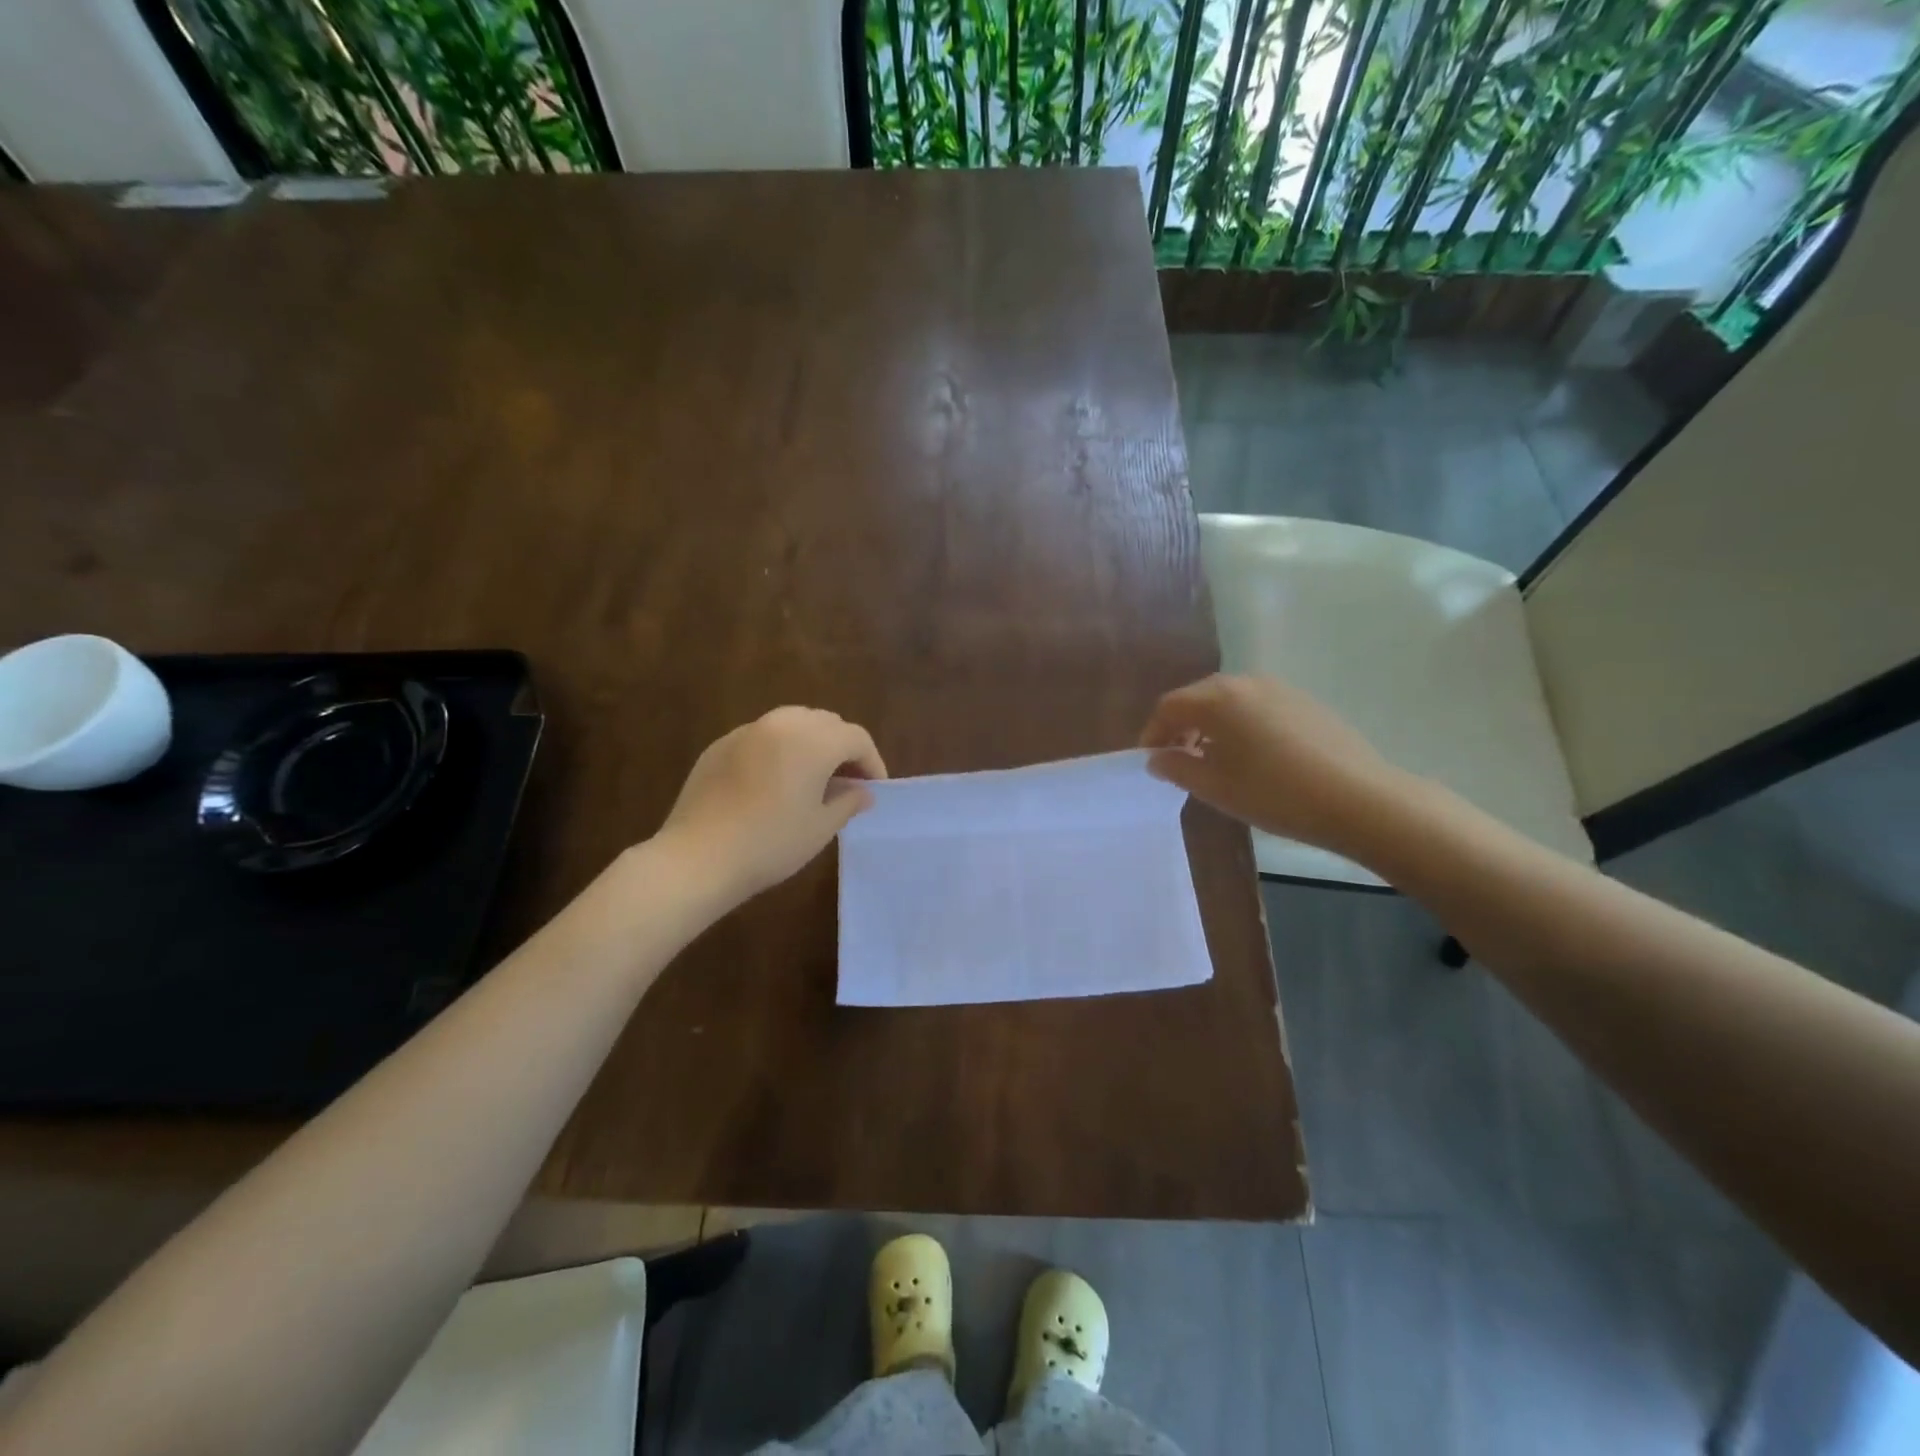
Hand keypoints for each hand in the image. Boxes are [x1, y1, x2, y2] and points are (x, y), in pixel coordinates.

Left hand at [660, 707, 886, 906]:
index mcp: (813, 741)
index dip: (872, 762)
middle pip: (826, 722)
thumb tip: (864, 792)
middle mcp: (782, 724)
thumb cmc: (770, 844)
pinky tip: (774, 780)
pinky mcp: (721, 745)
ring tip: (813, 776)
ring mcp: (747, 731)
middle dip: (843, 747)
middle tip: (848, 781)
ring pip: (793, 722)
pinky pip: (762, 735)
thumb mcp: (820, 828)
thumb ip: (848, 802)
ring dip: (811, 742)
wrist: (698, 857)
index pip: (856, 738)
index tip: (874, 789)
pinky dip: (779, 748)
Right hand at [1139, 674, 1399, 853]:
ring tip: (1213, 759)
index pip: (1169, 706)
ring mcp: (1279, 689)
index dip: (1153, 732)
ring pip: (1230, 700)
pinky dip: (1241, 724)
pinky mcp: (1305, 702)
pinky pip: (1257, 706)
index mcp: (1219, 699)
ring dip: (1211, 724)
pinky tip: (1252, 756)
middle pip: (1199, 697)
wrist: (1360, 800)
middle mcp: (1246, 683)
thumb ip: (1177, 769)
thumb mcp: (1215, 788)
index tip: (1151, 760)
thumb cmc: (1275, 794)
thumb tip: (1157, 758)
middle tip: (1178, 758)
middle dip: (1181, 725)